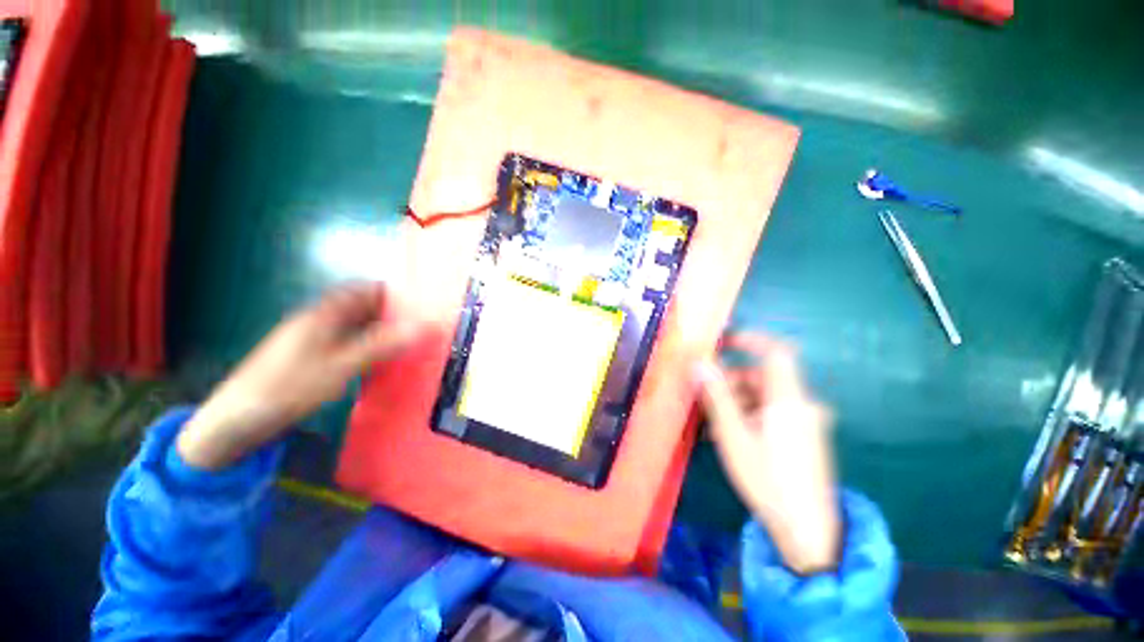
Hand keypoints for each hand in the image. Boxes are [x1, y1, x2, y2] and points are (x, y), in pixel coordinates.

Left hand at [176, 283, 420, 469]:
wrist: (238, 419)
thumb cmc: (289, 387)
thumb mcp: (341, 366)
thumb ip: (380, 345)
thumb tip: (419, 327)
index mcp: (324, 314)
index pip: (362, 289)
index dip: (390, 292)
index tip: (418, 304)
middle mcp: (318, 320)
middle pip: (361, 306)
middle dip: (390, 313)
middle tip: (418, 326)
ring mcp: (313, 338)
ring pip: (355, 325)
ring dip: (379, 331)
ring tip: (406, 342)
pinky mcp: (310, 356)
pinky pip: (347, 342)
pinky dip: (366, 345)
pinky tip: (378, 360)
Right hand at [697, 333, 839, 573]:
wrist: (807, 531)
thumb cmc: (768, 479)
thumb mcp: (734, 435)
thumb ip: (716, 395)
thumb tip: (699, 363)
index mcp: (789, 400)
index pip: (776, 352)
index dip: (750, 340)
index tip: (721, 342)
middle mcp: (801, 404)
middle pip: (762, 377)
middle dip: (730, 381)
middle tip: (705, 397)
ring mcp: (804, 421)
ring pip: (763, 396)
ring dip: (735, 401)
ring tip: (712, 423)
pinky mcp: (802, 436)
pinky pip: (770, 413)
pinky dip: (748, 415)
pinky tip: (728, 435)